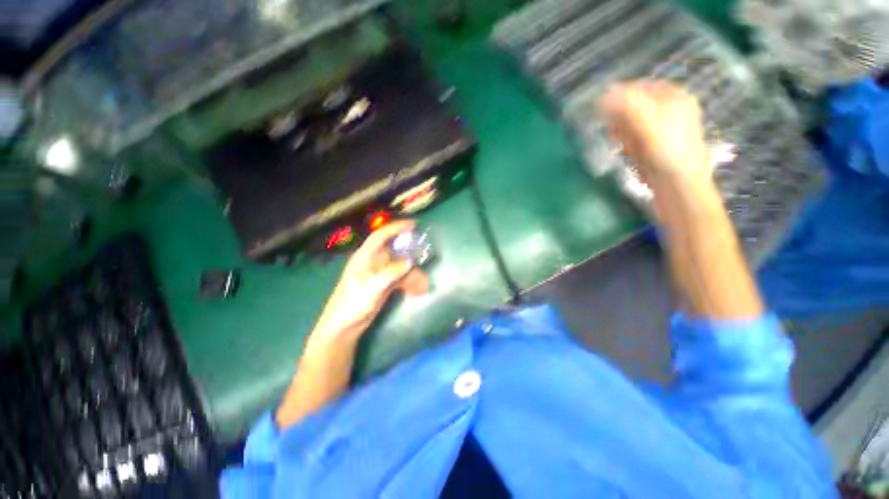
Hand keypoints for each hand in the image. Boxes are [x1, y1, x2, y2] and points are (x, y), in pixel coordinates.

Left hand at [310, 220, 428, 345]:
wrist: (345, 328)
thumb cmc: (352, 304)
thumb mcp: (372, 287)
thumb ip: (391, 273)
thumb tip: (410, 261)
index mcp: (365, 257)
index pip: (380, 236)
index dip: (395, 228)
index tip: (413, 225)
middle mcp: (373, 262)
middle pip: (395, 252)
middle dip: (411, 256)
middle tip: (425, 258)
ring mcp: (380, 274)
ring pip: (401, 268)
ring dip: (413, 275)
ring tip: (424, 286)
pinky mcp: (384, 285)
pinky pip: (401, 279)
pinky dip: (410, 284)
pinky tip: (417, 292)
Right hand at [599, 81, 710, 184]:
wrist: (678, 185)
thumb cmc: (667, 150)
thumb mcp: (647, 121)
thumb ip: (626, 104)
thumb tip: (604, 94)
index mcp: (675, 97)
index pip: (640, 87)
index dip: (621, 96)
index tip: (604, 110)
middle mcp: (670, 111)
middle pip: (634, 108)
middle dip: (621, 121)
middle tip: (615, 132)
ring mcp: (662, 131)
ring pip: (631, 126)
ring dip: (623, 135)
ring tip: (624, 146)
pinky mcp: (654, 148)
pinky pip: (633, 141)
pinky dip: (628, 146)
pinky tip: (629, 154)